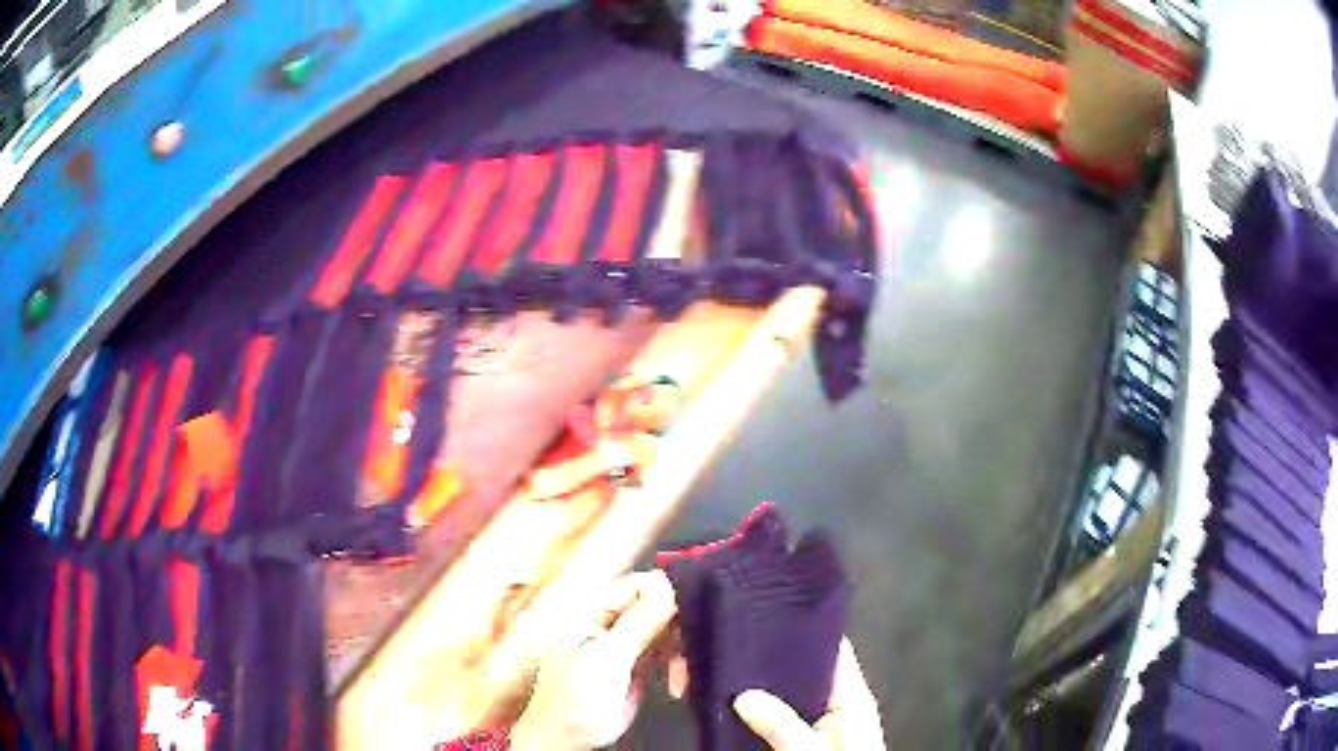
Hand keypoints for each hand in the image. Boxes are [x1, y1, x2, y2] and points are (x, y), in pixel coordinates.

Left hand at [510, 571, 677, 750]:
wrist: (568, 736)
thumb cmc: (572, 697)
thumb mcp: (607, 658)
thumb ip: (638, 623)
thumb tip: (668, 588)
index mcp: (593, 609)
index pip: (639, 584)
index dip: (667, 593)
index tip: (689, 612)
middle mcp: (611, 620)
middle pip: (658, 606)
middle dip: (678, 627)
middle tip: (689, 648)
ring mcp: (625, 642)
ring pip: (668, 629)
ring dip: (681, 649)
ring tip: (680, 675)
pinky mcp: (639, 663)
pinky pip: (669, 652)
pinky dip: (679, 664)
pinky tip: (677, 684)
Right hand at [732, 639, 885, 749]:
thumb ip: (783, 725)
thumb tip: (743, 695)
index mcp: (850, 698)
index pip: (831, 651)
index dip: (802, 631)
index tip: (765, 615)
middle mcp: (834, 704)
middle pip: (803, 671)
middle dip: (770, 659)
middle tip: (729, 643)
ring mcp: (816, 723)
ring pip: (785, 694)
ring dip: (759, 685)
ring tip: (721, 667)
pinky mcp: (798, 740)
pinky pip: (775, 716)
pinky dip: (755, 709)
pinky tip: (727, 701)